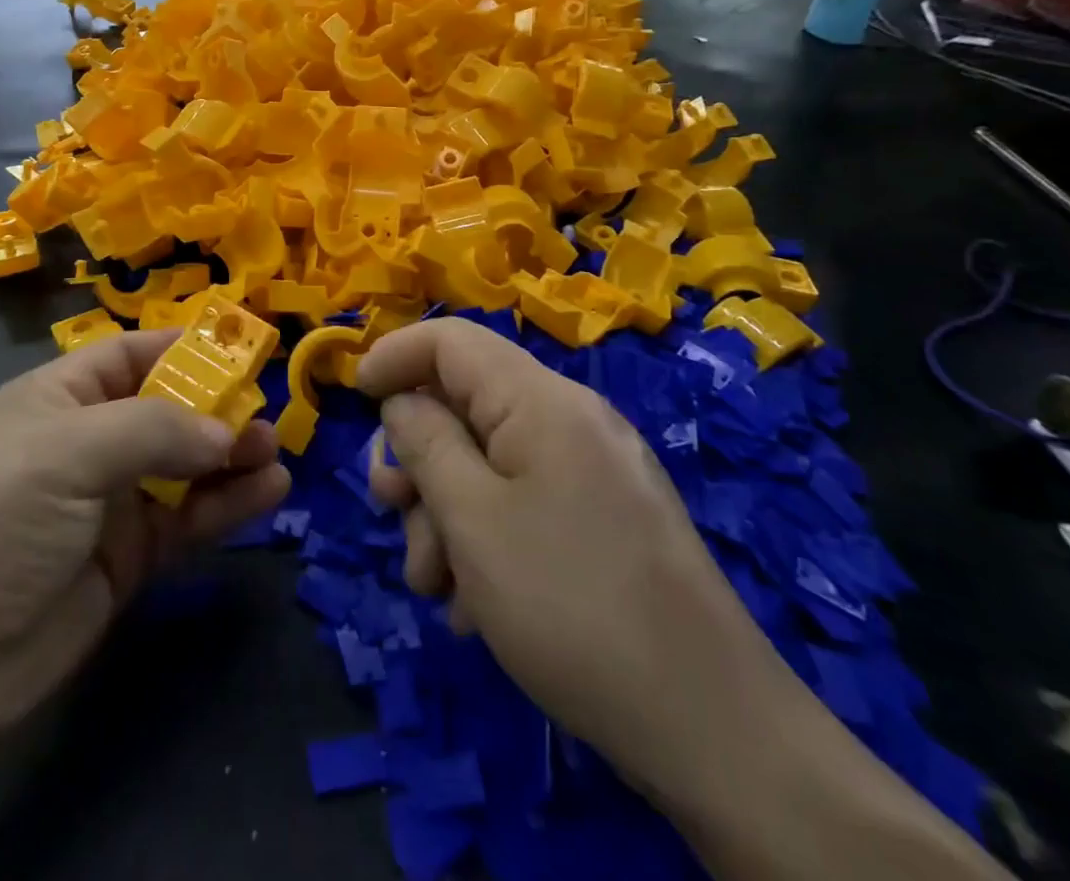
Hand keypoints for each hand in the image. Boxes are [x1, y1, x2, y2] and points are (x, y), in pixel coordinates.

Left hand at [0, 330, 290, 741]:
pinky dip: (226, 506)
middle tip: (265, 415)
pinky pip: (186, 520)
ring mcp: (107, 503)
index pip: (129, 356)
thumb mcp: (68, 452)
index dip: (182, 349)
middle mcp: (86, 443)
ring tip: (275, 453)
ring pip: (183, 467)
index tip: (241, 350)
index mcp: (58, 399)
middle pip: (165, 410)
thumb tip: (225, 430)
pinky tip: (268, 493)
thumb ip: (155, 430)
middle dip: (216, 408)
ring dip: (230, 457)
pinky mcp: (127, 560)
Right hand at [359, 318, 785, 799]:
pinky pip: (525, 501)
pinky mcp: (605, 518)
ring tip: (438, 587)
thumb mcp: (472, 520)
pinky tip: (478, 605)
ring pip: (489, 461)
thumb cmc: (571, 608)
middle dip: (417, 458)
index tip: (355, 398)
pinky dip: (487, 537)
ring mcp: (594, 470)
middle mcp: (571, 420)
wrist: (714, 731)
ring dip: (446, 513)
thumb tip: (402, 402)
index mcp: (542, 401)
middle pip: (465, 403)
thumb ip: (425, 444)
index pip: (451, 339)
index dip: (394, 355)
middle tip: (391, 512)